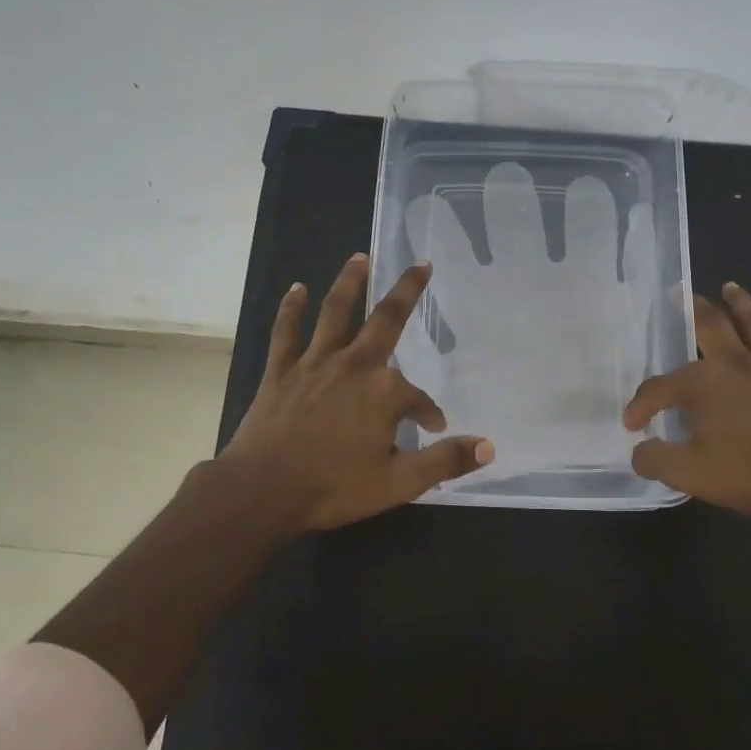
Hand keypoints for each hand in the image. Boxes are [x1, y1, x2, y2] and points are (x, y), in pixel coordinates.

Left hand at [218, 253, 494, 532]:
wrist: (262, 492)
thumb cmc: (333, 487)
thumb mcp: (398, 483)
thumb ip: (444, 461)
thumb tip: (488, 445)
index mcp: (383, 392)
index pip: (418, 398)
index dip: (428, 413)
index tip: (432, 429)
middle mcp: (353, 365)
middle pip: (386, 320)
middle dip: (408, 291)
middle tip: (422, 265)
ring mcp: (314, 363)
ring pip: (335, 313)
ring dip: (349, 282)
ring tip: (359, 257)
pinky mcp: (281, 370)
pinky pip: (286, 332)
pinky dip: (292, 309)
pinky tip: (297, 288)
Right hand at [623, 283, 750, 520]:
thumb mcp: (690, 474)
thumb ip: (656, 460)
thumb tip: (639, 450)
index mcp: (705, 383)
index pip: (661, 387)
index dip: (641, 405)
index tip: (632, 425)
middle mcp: (739, 365)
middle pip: (713, 327)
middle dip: (693, 309)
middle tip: (681, 292)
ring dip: (742, 305)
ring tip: (731, 288)